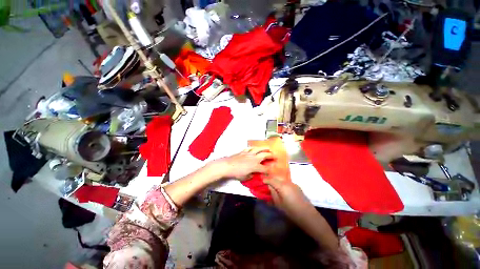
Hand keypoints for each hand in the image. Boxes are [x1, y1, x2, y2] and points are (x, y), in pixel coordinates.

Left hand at [213, 147, 272, 179]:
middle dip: (271, 155)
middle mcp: (254, 158)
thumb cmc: (236, 173)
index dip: (269, 170)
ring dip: (264, 148)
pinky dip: (254, 148)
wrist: (228, 165)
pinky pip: (250, 148)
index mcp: (255, 166)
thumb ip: (251, 176)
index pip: (265, 168)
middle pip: (265, 155)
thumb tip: (253, 174)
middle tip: (275, 156)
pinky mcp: (244, 151)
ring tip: (268, 148)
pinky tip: (255, 148)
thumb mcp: (245, 177)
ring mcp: (249, 153)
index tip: (272, 171)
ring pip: (259, 149)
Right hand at [263, 177, 313, 219]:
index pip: (271, 179)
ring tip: (273, 184)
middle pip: (277, 176)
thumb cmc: (291, 211)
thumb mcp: (279, 204)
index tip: (261, 180)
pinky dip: (282, 182)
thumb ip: (273, 193)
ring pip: (282, 178)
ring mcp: (293, 183)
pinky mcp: (297, 186)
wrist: (308, 216)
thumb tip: (269, 186)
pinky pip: (287, 181)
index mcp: (282, 186)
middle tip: (266, 181)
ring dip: (277, 179)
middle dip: (271, 178)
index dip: (266, 179)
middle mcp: (287, 182)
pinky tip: (281, 187)